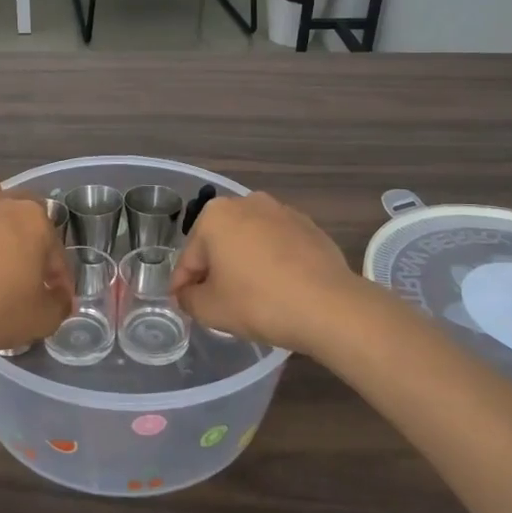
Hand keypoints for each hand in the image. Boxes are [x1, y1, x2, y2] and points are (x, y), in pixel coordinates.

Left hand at [0, 178, 73, 368]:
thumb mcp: (44, 317)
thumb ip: (59, 303)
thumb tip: (60, 297)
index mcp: (33, 219)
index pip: (55, 248)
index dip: (59, 276)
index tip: (56, 297)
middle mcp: (0, 204)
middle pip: (24, 210)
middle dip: (31, 235)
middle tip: (28, 269)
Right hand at [169, 192, 366, 356]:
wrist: (328, 306)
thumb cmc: (258, 302)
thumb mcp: (209, 309)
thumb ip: (188, 299)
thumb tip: (187, 294)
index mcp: (215, 215)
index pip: (189, 257)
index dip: (183, 285)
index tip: (183, 304)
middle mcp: (247, 203)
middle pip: (219, 243)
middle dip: (215, 270)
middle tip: (215, 302)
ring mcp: (283, 212)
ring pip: (250, 242)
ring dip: (244, 263)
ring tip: (248, 297)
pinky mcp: (310, 227)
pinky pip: (278, 246)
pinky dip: (272, 263)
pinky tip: (278, 289)